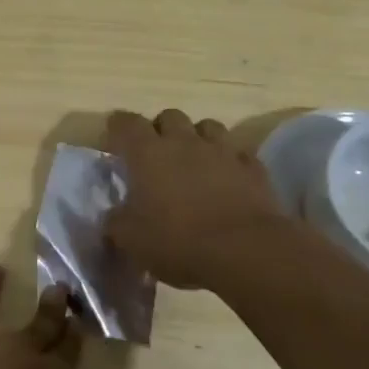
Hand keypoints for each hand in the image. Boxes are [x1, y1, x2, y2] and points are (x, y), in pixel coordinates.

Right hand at [105, 108, 303, 291]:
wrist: (245, 252)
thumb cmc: (178, 241)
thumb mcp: (130, 239)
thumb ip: (116, 221)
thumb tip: (114, 216)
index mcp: (148, 153)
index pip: (126, 122)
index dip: (118, 128)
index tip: (114, 143)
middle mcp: (184, 142)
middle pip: (169, 116)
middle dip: (161, 130)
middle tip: (156, 155)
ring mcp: (223, 152)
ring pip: (208, 127)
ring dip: (198, 139)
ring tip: (194, 162)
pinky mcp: (253, 169)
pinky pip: (239, 155)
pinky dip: (230, 162)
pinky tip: (228, 180)